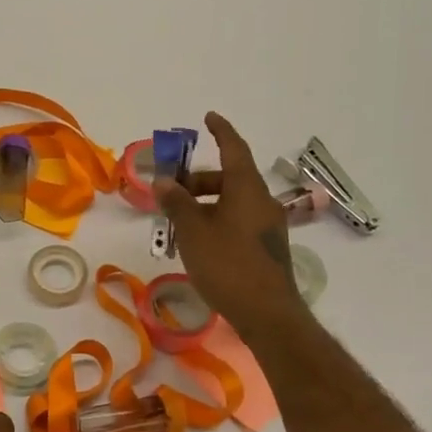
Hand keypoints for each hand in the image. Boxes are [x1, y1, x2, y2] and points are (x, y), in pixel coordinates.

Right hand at [155, 112, 319, 339]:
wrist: (267, 314)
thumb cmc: (227, 265)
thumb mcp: (193, 232)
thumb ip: (177, 203)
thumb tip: (163, 181)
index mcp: (247, 189)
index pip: (234, 149)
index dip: (221, 131)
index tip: (209, 118)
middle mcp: (262, 201)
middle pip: (230, 178)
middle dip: (199, 178)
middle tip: (171, 188)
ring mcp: (267, 226)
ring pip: (233, 201)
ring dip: (205, 203)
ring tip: (177, 220)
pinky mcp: (266, 248)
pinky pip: (238, 221)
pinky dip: (216, 219)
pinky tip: (197, 241)